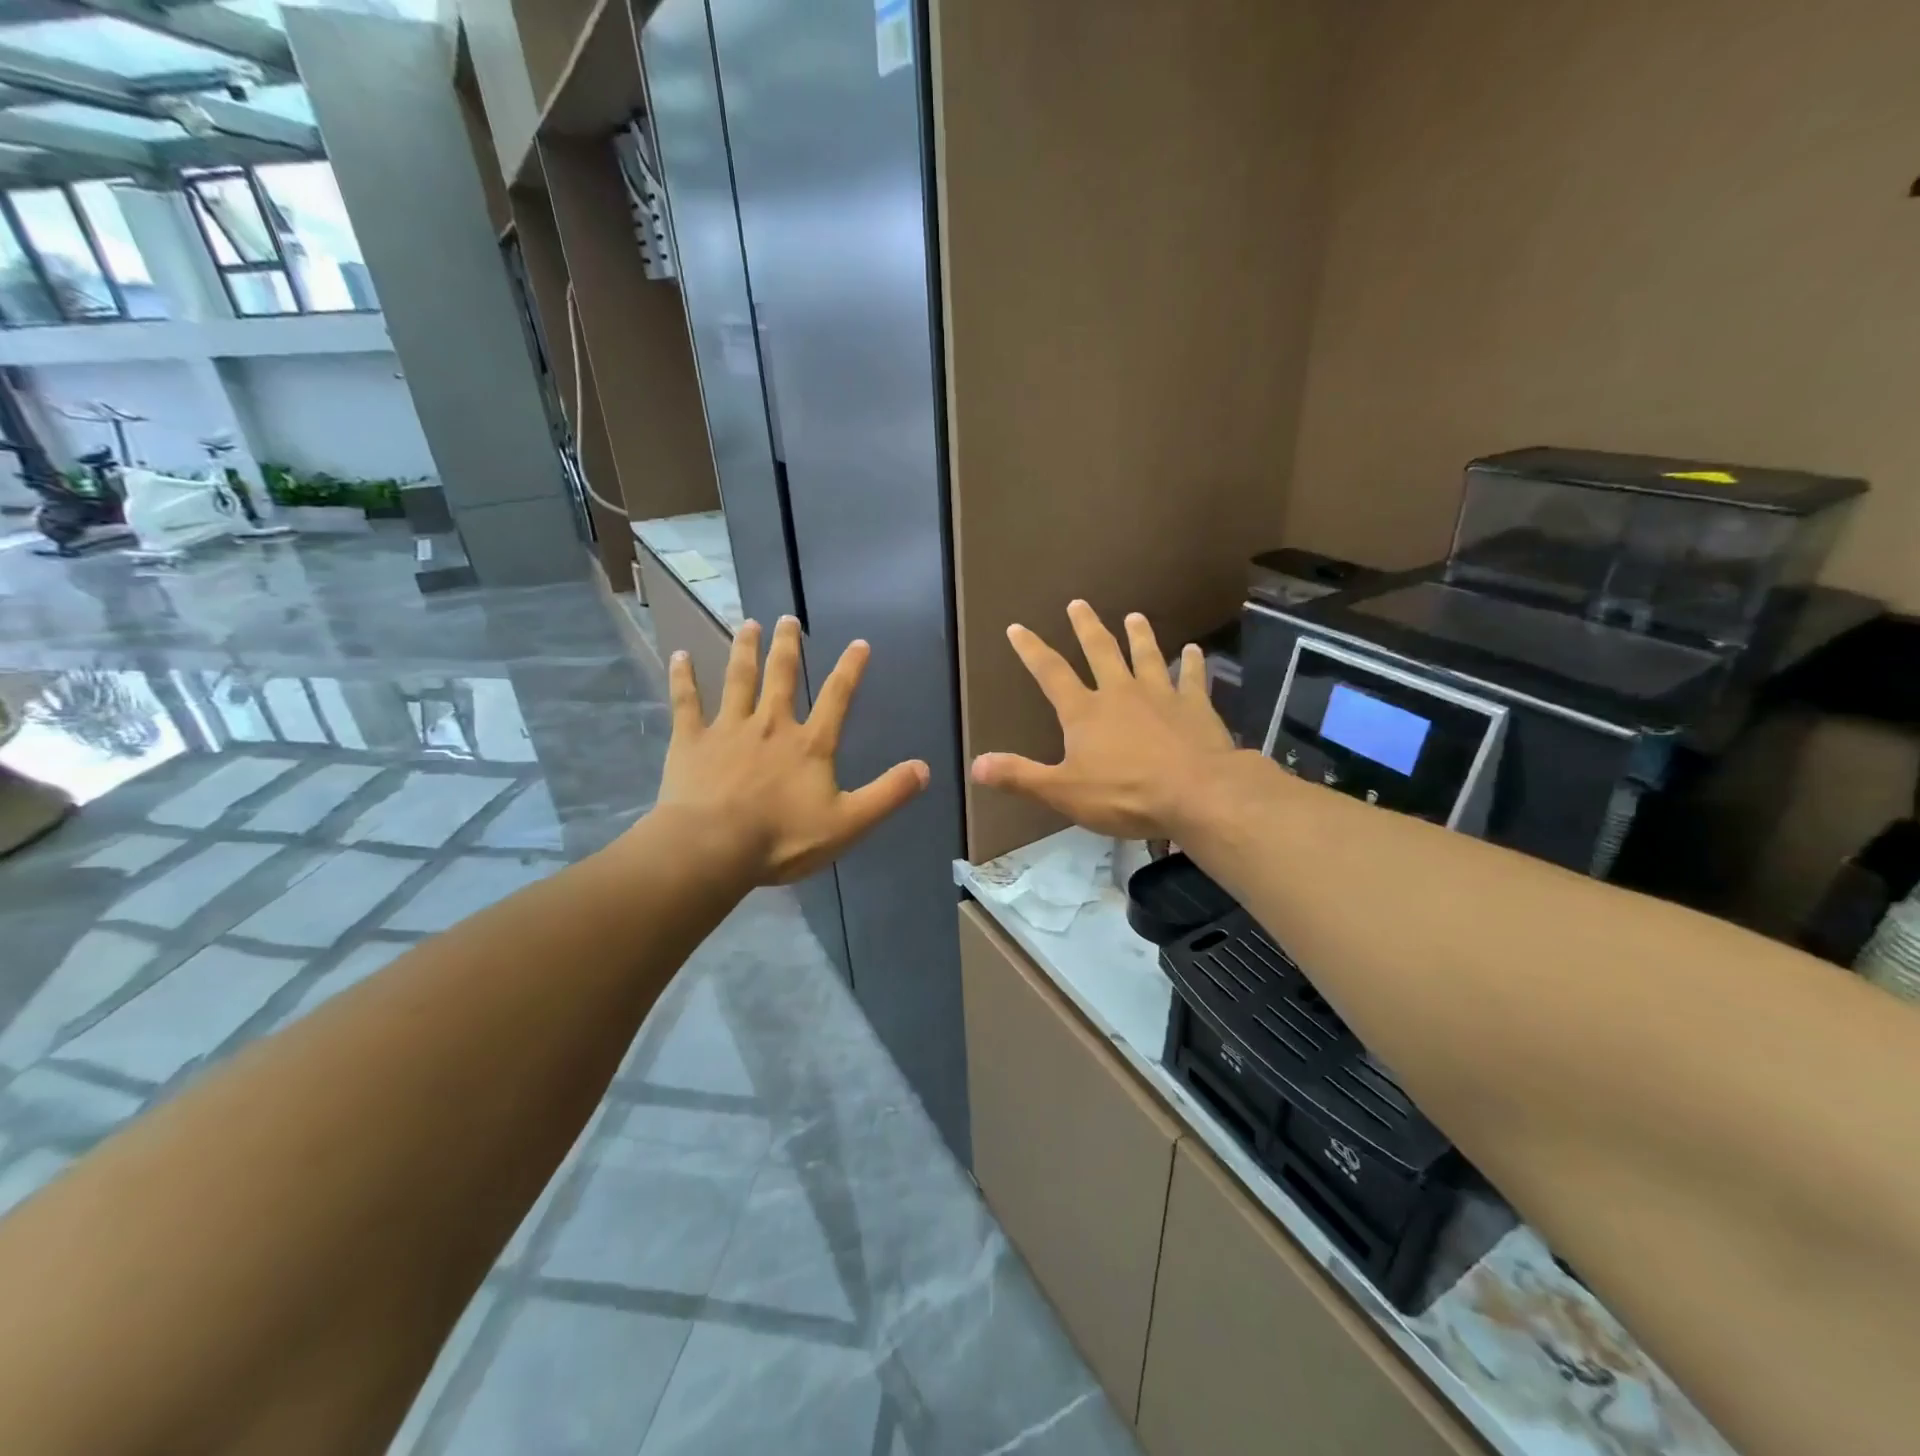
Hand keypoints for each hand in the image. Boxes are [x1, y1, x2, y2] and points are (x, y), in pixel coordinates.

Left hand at [654, 616, 929, 884]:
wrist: (713, 847)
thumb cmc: (783, 838)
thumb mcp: (849, 823)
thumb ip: (888, 794)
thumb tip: (924, 768)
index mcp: (809, 744)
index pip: (837, 698)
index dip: (851, 669)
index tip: (859, 643)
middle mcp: (770, 725)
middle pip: (781, 676)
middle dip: (787, 646)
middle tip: (787, 618)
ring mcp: (728, 729)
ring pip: (738, 679)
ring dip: (744, 650)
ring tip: (747, 624)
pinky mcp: (691, 741)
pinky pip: (686, 701)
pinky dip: (683, 677)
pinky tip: (680, 655)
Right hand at [971, 600, 1235, 839]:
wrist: (1196, 793)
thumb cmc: (1125, 794)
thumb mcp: (1063, 792)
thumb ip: (1020, 777)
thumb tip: (976, 764)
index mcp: (1085, 712)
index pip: (1051, 673)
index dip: (1032, 650)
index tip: (1018, 628)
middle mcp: (1120, 693)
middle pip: (1101, 651)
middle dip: (1086, 627)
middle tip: (1079, 603)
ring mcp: (1161, 695)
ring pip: (1146, 656)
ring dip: (1139, 635)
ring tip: (1134, 616)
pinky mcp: (1195, 706)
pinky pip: (1192, 677)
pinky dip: (1192, 662)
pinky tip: (1194, 650)